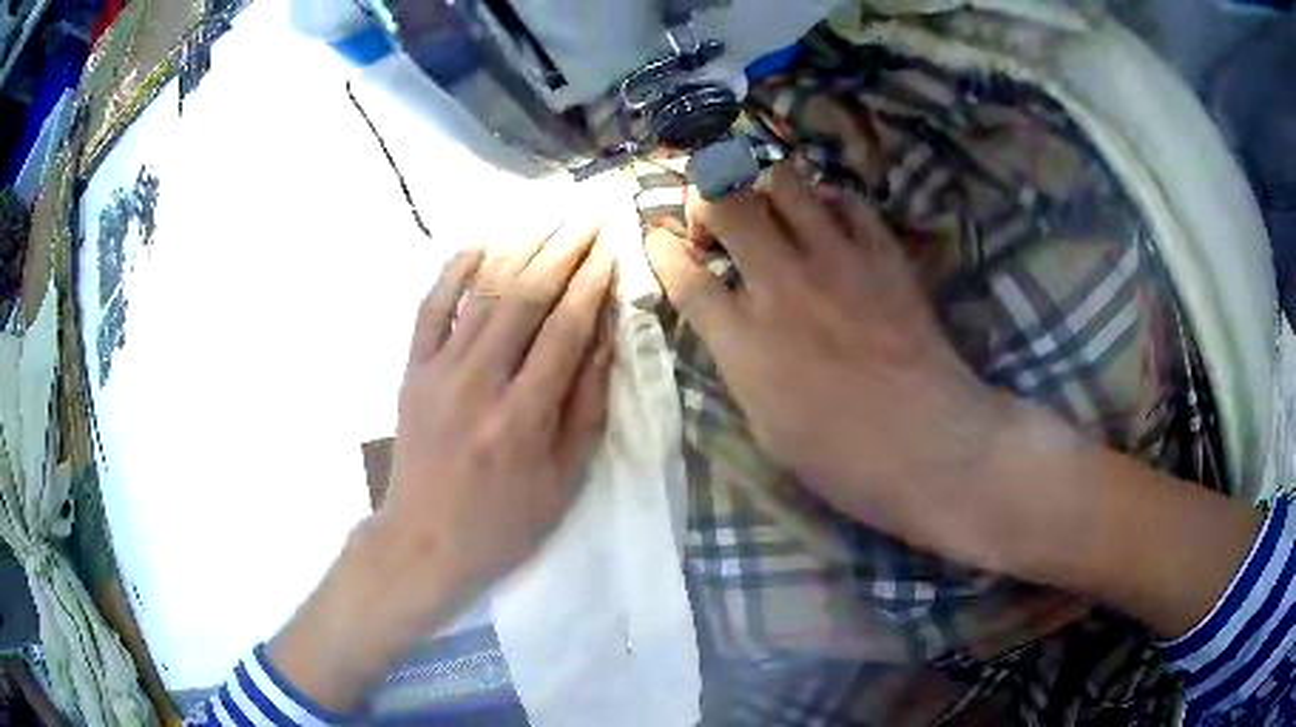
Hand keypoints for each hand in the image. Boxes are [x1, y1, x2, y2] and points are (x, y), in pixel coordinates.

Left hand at [379, 220, 613, 594]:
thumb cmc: (504, 522)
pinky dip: (454, 271)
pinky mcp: (412, 370)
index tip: (612, 246)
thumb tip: (604, 337)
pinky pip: (430, 307)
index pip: (564, 328)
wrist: (424, 541)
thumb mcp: (564, 479)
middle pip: (525, 296)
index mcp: (523, 417)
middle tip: (590, 214)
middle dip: (563, 248)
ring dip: (520, 246)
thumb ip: (586, 405)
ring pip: (482, 291)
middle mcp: (479, 383)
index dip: (592, 282)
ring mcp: (438, 371)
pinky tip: (482, 242)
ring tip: (551, 214)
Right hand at [646, 163, 1035, 570]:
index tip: (658, 238)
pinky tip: (828, 222)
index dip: (661, 248)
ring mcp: (837, 262)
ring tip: (771, 214)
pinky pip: (848, 200)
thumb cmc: (843, 457)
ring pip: (784, 183)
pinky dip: (828, 201)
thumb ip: (739, 361)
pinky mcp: (883, 255)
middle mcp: (782, 286)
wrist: (930, 446)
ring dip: (763, 190)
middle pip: (726, 203)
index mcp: (745, 342)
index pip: (683, 274)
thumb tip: (730, 321)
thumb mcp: (765, 424)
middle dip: (706, 199)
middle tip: (716, 222)